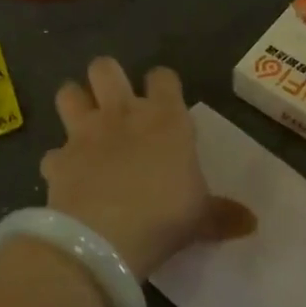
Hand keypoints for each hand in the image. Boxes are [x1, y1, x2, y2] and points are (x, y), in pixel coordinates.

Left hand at [41, 58, 248, 280]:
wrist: (104, 238)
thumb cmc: (165, 216)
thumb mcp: (201, 217)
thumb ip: (223, 215)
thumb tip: (252, 223)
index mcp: (165, 118)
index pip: (163, 77)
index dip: (162, 84)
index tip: (165, 101)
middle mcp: (122, 114)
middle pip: (105, 68)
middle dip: (107, 78)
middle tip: (116, 103)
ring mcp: (84, 134)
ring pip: (68, 93)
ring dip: (75, 103)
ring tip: (84, 123)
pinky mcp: (57, 160)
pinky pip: (53, 152)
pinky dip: (59, 162)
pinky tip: (67, 176)